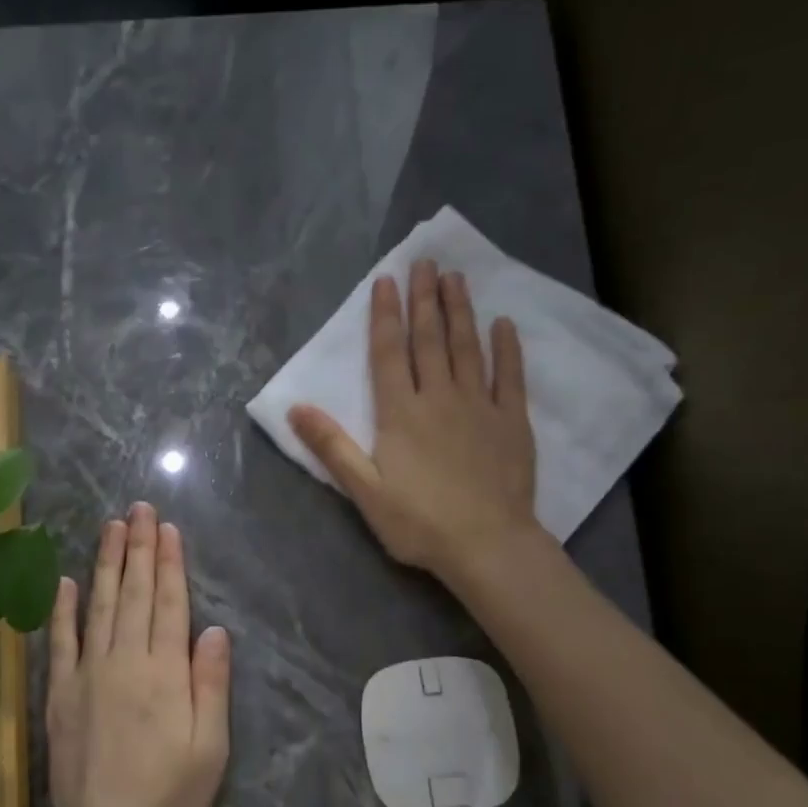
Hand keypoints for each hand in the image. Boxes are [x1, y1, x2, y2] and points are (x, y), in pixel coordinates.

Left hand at [45, 502, 231, 806]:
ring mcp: (87, 675)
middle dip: (138, 548)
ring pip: (98, 606)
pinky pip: (61, 643)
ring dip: (106, 564)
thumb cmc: (169, 796)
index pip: (168, 604)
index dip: (169, 564)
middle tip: (139, 509)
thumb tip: (213, 630)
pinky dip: (63, 610)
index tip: (167, 529)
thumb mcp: (210, 748)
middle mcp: (124, 662)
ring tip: (111, 528)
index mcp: (164, 673)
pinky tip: (65, 582)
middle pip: (133, 594)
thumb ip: (210, 684)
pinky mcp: (61, 694)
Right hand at [288, 258, 537, 587]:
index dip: (386, 315)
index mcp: (400, 413)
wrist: (487, 544)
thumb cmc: (419, 522)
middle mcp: (439, 397)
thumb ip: (331, 447)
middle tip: (425, 261)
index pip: (389, 353)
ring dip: (460, 311)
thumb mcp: (364, 491)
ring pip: (468, 348)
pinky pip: (510, 376)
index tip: (387, 280)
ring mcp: (480, 406)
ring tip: (456, 278)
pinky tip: (504, 324)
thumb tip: (295, 409)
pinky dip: (507, 348)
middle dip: (424, 299)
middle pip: (429, 340)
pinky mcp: (512, 421)